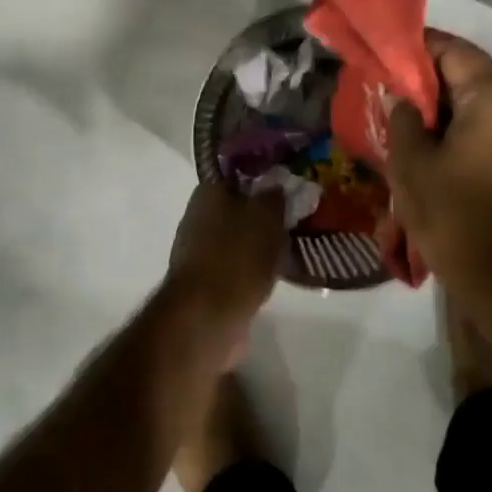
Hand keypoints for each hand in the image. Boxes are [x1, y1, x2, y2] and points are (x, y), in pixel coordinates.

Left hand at [162, 180, 284, 329]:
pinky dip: (253, 269)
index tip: (289, 191)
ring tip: (290, 250)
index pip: (239, 176)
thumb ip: (274, 197)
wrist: (207, 315)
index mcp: (208, 192)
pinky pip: (236, 265)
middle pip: (239, 208)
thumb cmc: (237, 255)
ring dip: (260, 244)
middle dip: (264, 216)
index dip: (265, 181)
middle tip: (294, 222)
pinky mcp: (205, 281)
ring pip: (239, 238)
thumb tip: (276, 187)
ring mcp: (199, 250)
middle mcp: (198, 216)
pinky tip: (275, 275)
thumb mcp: (266, 216)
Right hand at [385, 32, 491, 291]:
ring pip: (486, 103)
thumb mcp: (412, 165)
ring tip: (410, 120)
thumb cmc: (455, 218)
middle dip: (431, 80)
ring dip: (449, 106)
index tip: (387, 54)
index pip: (456, 52)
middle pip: (474, 76)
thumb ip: (402, 118)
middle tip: (392, 91)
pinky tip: (437, 145)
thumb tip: (401, 97)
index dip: (418, 48)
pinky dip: (468, 127)